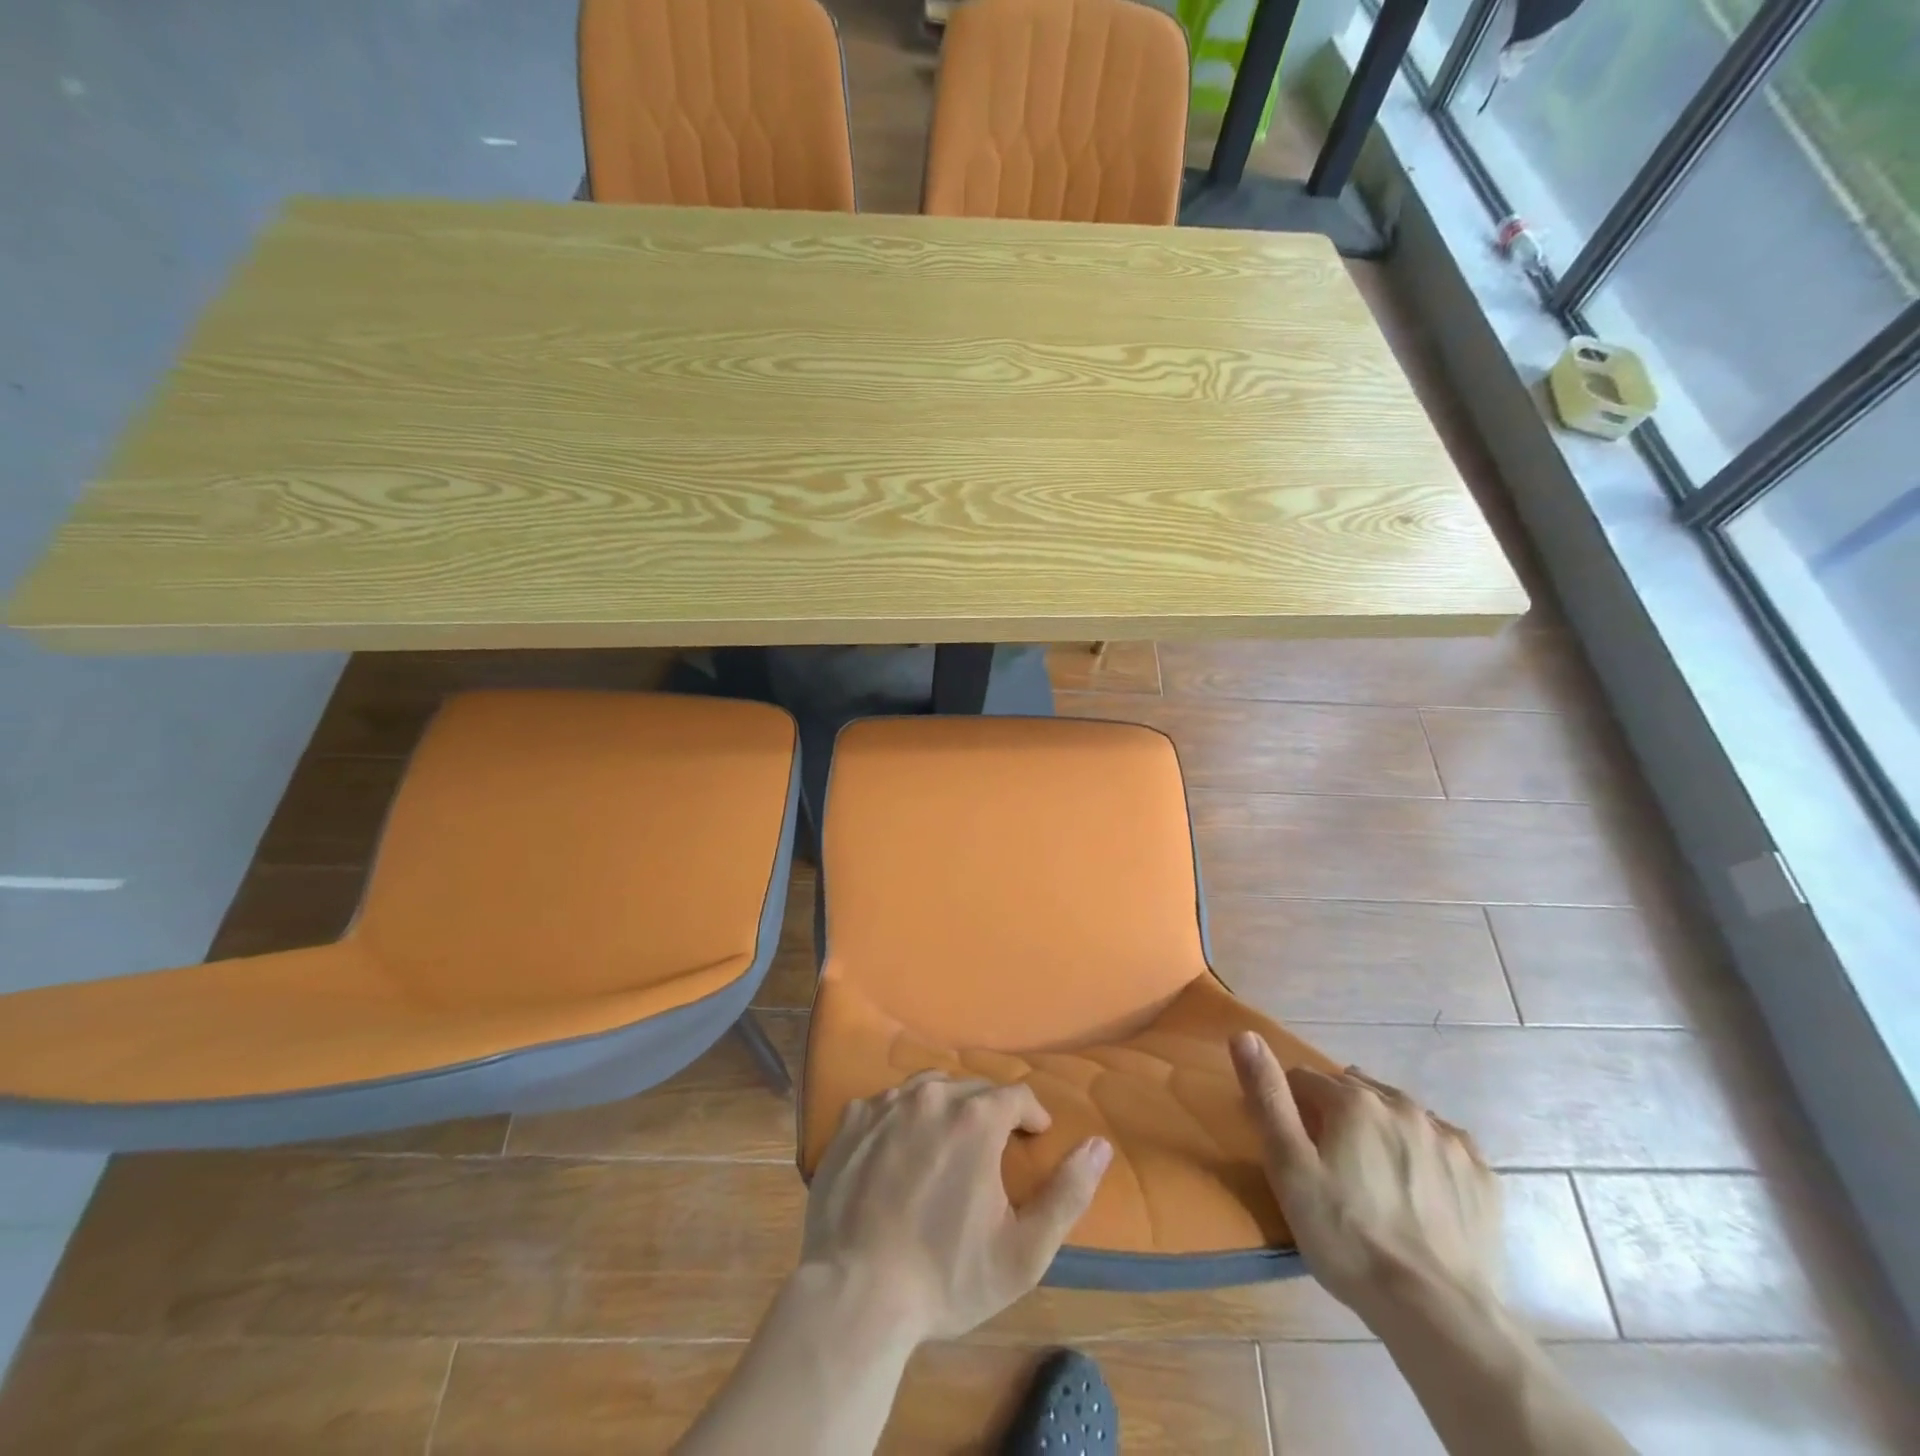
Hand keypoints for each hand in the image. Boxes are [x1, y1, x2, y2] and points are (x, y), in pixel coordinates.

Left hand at [803, 1072, 1112, 1340]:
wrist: (855, 1296)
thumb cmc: (946, 1278)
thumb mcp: (1023, 1251)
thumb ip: (1068, 1193)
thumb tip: (1099, 1144)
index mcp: (976, 1118)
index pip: (1016, 1095)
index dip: (1031, 1116)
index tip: (1033, 1138)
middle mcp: (931, 1096)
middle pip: (973, 1088)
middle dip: (990, 1112)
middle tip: (992, 1149)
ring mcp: (886, 1104)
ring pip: (929, 1087)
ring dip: (947, 1107)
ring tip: (949, 1142)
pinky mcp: (852, 1120)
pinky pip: (888, 1102)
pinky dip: (903, 1116)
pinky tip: (901, 1149)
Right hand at [1230, 1031, 1500, 1321]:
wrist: (1440, 1316)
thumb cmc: (1348, 1239)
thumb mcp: (1289, 1168)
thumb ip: (1268, 1097)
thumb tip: (1245, 1034)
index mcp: (1353, 1101)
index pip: (1304, 1079)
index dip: (1291, 1108)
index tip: (1292, 1147)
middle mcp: (1402, 1105)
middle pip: (1352, 1091)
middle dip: (1335, 1113)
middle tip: (1329, 1163)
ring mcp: (1448, 1139)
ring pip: (1398, 1112)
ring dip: (1379, 1127)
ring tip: (1372, 1175)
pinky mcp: (1481, 1175)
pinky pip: (1442, 1142)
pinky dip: (1423, 1151)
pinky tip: (1418, 1186)